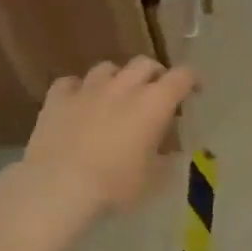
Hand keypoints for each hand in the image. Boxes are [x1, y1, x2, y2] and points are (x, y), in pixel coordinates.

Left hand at [22, 58, 198, 217]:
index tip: (194, 91)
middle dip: (154, 74)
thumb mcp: (152, 181)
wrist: (58, 187)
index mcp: (153, 103)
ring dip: (117, 79)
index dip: (191, 80)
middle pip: (145, 63)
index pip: (181, 76)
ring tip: (116, 95)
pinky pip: (71, 83)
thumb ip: (165, 161)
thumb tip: (171, 152)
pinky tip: (78, 103)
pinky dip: (78, 90)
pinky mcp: (58, 97)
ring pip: (108, 68)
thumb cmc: (114, 186)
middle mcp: (123, 86)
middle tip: (156, 92)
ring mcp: (88, 88)